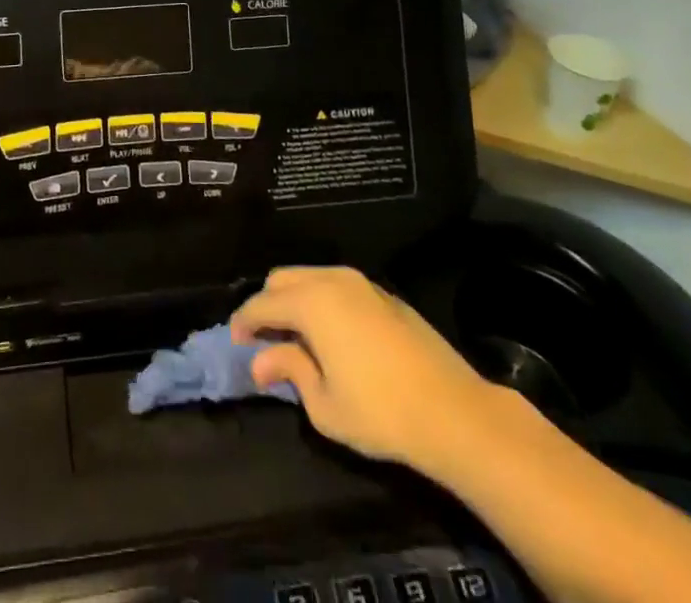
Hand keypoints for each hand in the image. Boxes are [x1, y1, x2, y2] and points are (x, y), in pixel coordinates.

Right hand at [231, 266, 508, 482]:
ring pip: (310, 277)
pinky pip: (337, 286)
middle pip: (282, 279)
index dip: (243, 322)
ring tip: (295, 337)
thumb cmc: (381, 412)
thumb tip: (260, 360)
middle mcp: (332, 280)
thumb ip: (289, 371)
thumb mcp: (324, 404)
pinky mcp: (384, 294)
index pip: (261, 304)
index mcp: (311, 301)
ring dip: (294, 300)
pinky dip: (321, 301)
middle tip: (264, 340)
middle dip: (267, 304)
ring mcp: (361, 283)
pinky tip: (330, 334)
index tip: (235, 342)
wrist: (455, 412)